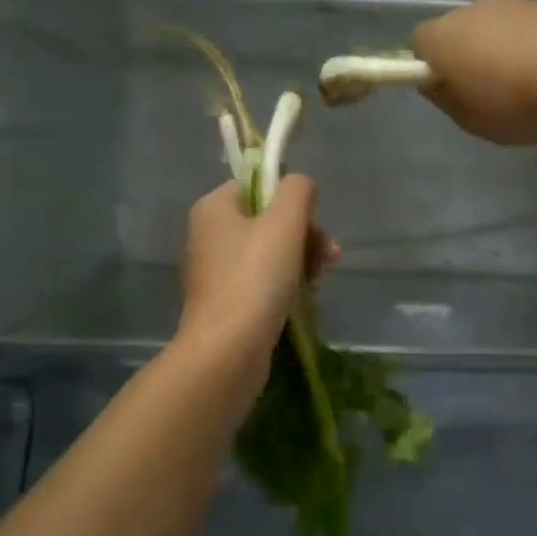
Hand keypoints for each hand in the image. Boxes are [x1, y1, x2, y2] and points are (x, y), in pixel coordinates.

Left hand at [176, 177, 334, 397]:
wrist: (227, 351)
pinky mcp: (227, 302)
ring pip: (269, 252)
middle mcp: (209, 235)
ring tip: (322, 278)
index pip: (257, 184)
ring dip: (302, 259)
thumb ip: (297, 191)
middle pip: (267, 219)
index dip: (290, 198)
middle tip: (328, 255)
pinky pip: (263, 281)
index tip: (314, 221)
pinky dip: (286, 284)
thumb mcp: (284, 223)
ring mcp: (217, 272)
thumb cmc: (255, 278)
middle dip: (304, 234)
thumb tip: (301, 184)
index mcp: (213, 209)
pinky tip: (306, 297)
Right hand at [411, 0, 536, 145]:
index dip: (428, 69)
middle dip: (467, 57)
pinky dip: (533, 47)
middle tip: (486, 95)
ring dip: (503, 52)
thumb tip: (437, 83)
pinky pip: (528, 29)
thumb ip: (445, 99)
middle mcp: (473, 9)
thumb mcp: (469, 120)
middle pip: (459, 32)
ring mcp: (514, 2)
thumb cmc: (514, 102)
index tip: (447, 93)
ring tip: (527, 87)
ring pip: (495, 28)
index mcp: (442, 36)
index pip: (418, 45)